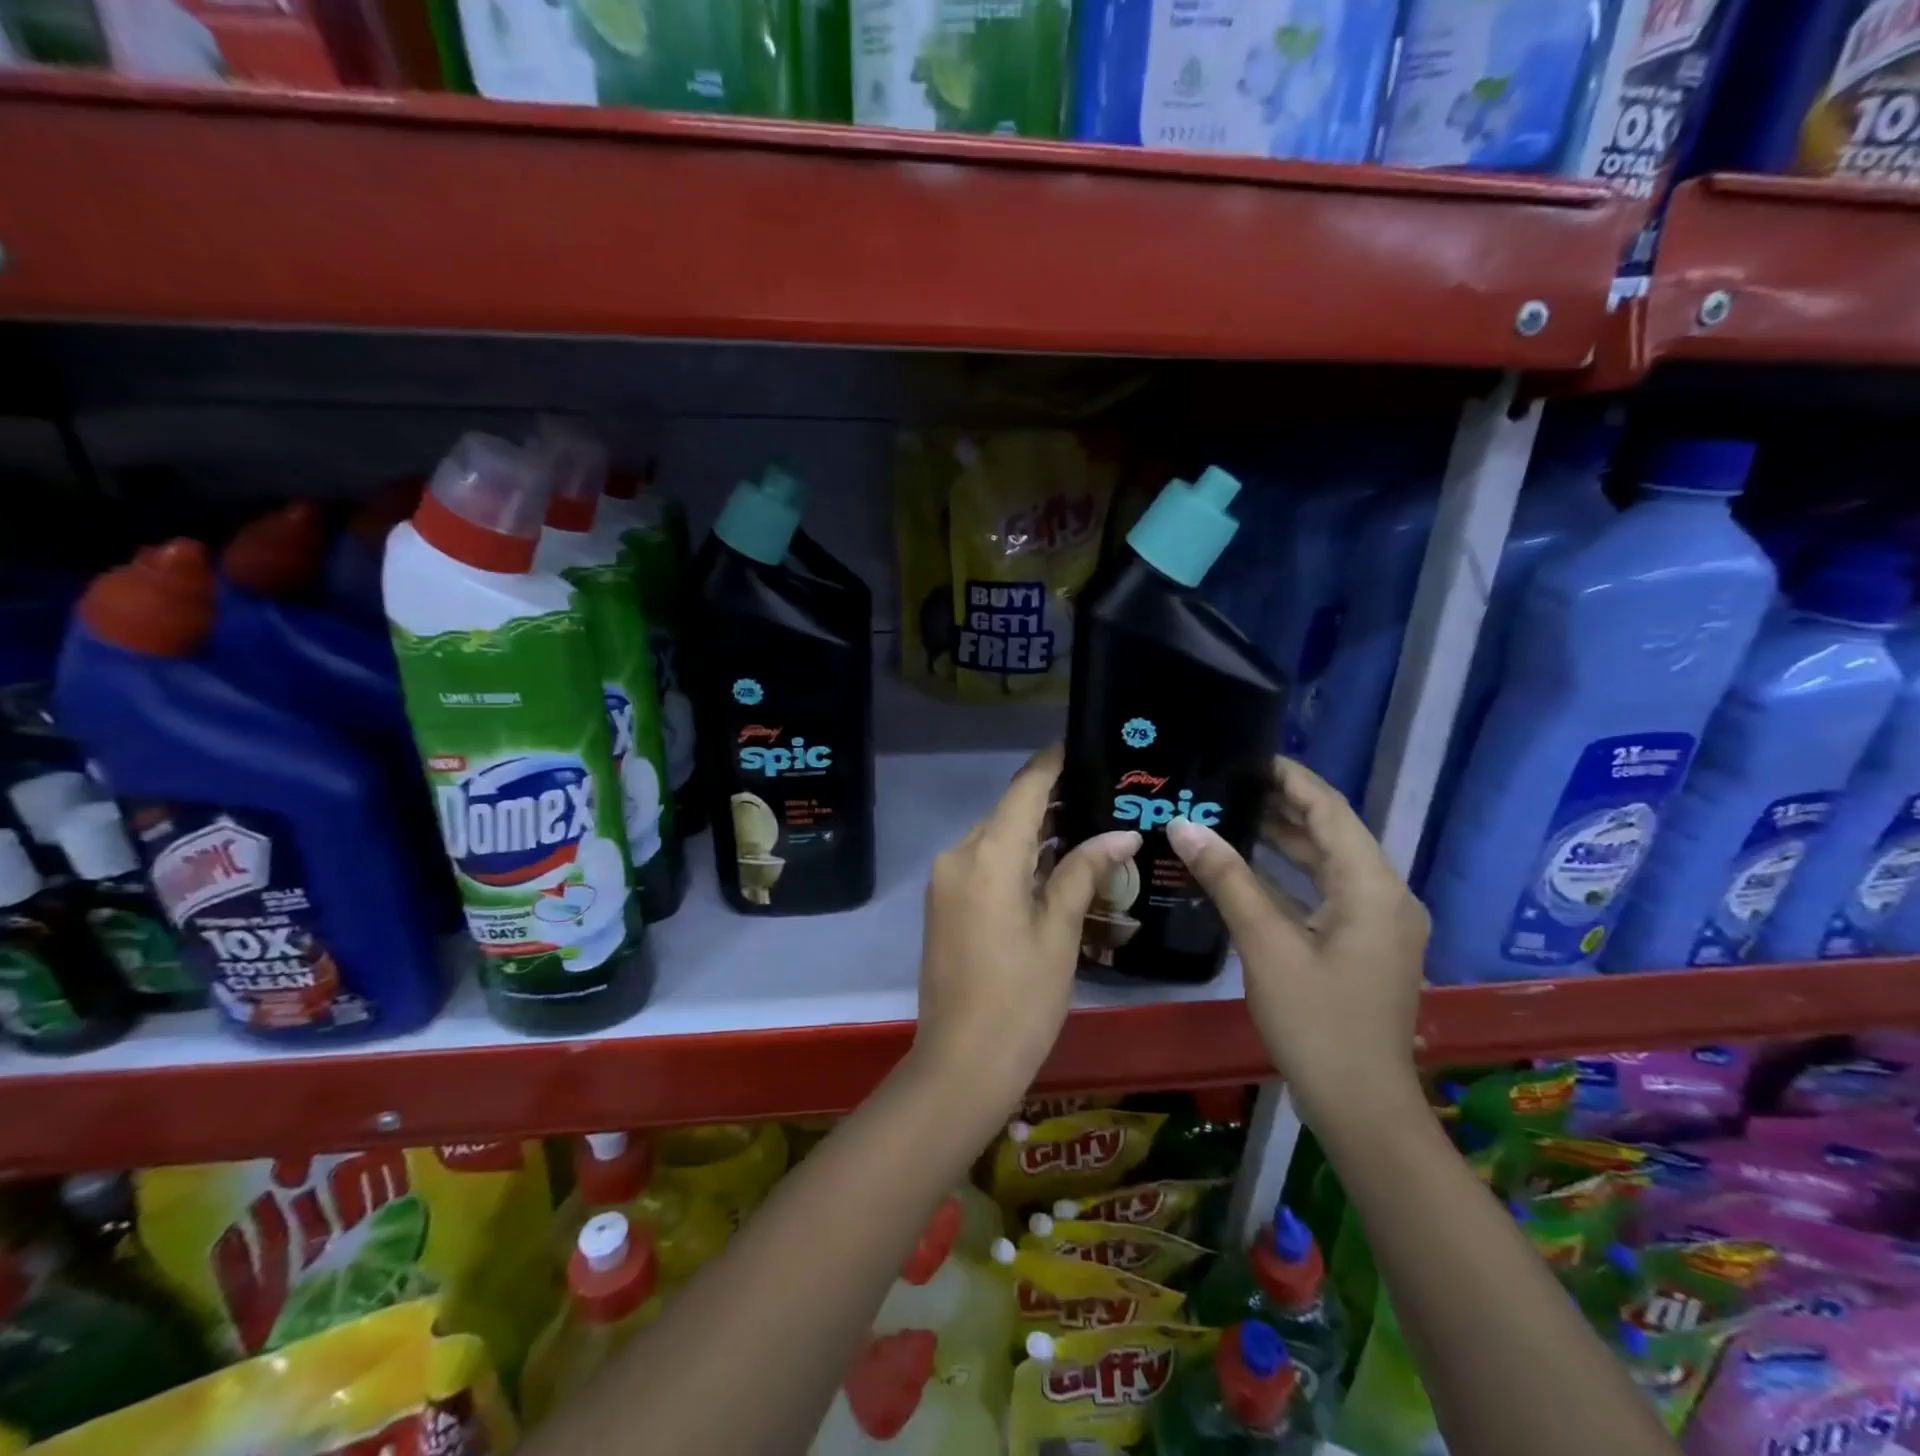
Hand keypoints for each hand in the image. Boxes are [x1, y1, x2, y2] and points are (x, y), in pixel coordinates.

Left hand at [913, 744, 1141, 1116]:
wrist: (961, 1063)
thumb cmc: (1020, 1000)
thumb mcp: (1060, 933)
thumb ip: (1084, 872)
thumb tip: (1121, 834)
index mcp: (987, 857)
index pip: (1025, 790)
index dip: (1052, 764)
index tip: (1083, 744)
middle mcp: (959, 855)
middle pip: (1009, 811)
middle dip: (1051, 800)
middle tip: (1102, 793)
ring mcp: (947, 879)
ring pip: (996, 837)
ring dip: (1034, 831)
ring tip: (1087, 823)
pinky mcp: (945, 901)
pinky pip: (983, 862)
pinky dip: (1016, 856)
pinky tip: (1053, 862)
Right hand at [1166, 756, 1428, 1128]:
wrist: (1361, 1108)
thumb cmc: (1317, 1021)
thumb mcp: (1266, 944)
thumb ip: (1228, 879)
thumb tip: (1185, 825)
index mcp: (1372, 887)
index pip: (1330, 810)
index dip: (1292, 778)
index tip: (1248, 754)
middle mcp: (1384, 896)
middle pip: (1331, 833)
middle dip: (1282, 806)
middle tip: (1226, 782)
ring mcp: (1376, 924)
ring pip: (1327, 865)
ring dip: (1283, 840)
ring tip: (1229, 813)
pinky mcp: (1363, 946)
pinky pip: (1325, 894)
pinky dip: (1288, 877)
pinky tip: (1246, 869)